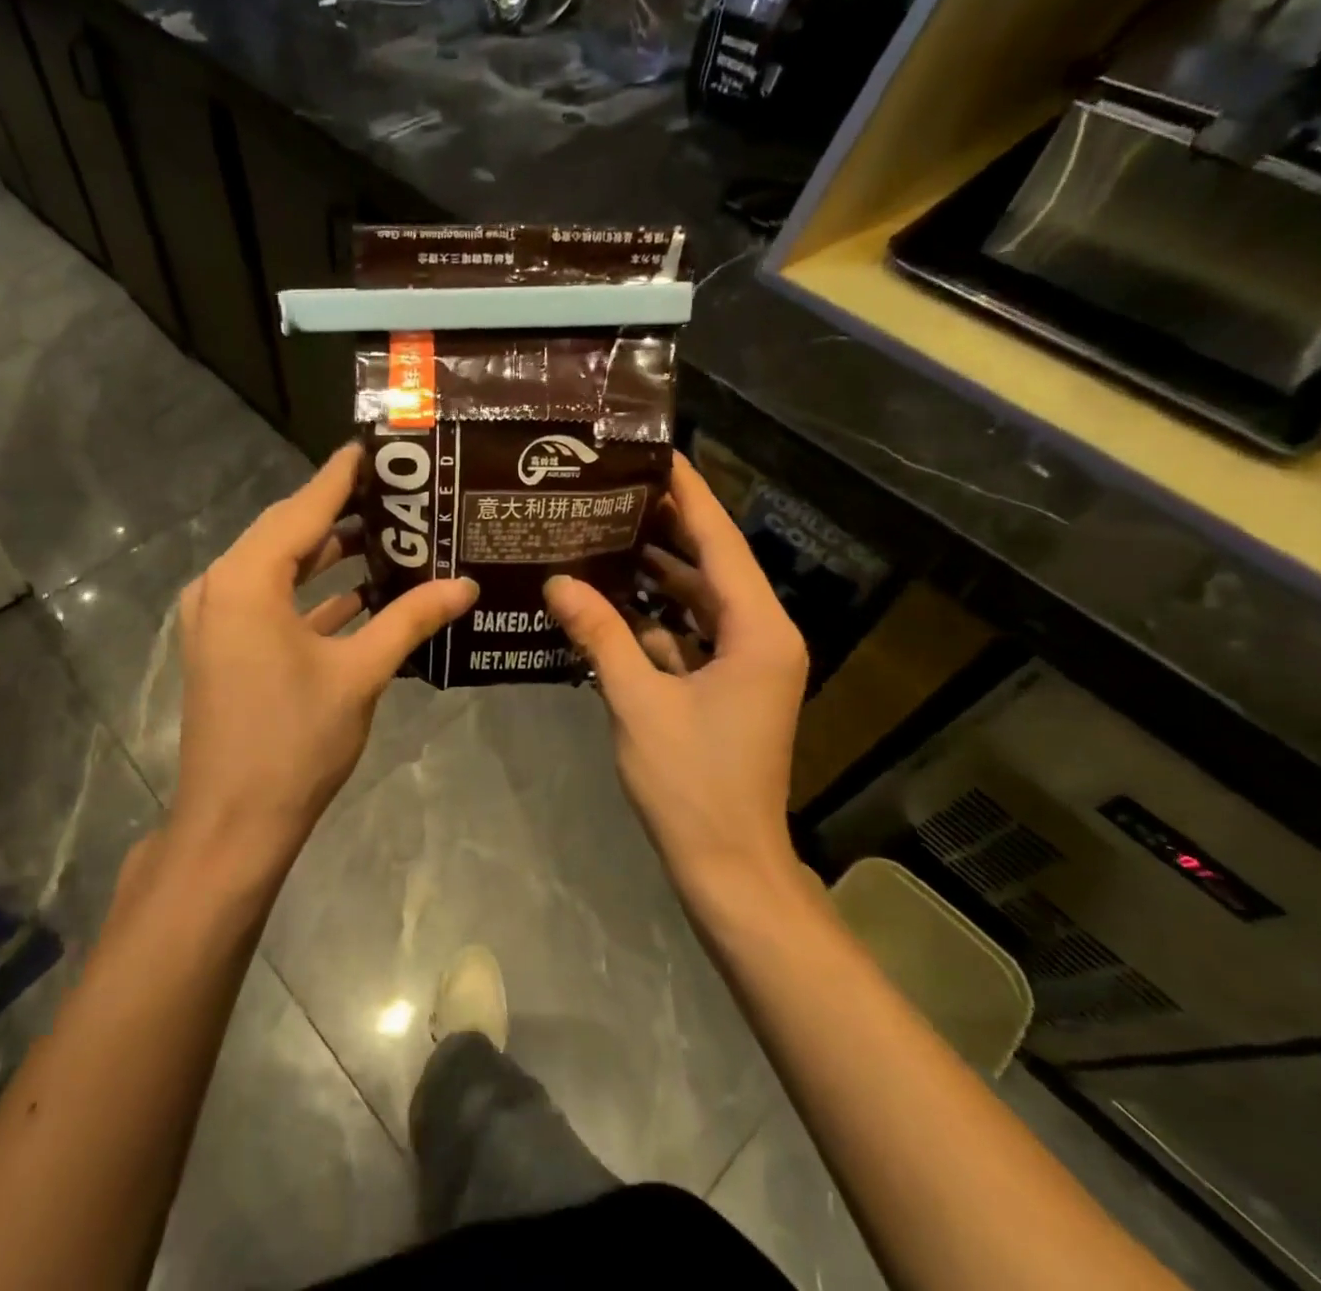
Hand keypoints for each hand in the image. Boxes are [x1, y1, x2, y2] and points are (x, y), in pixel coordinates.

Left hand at [167, 445, 478, 883]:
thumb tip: (466, 584)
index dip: (342, 477)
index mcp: (247, 580)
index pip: (303, 508)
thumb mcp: (361, 673)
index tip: (376, 449)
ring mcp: (218, 619)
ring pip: (279, 568)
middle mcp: (222, 586)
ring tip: (389, 537)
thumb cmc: (295, 741)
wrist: (233, 823)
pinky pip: (272, 601)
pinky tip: (361, 594)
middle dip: (340, 513)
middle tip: (397, 494)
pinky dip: (312, 594)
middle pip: (287, 532)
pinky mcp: (224, 647)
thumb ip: (412, 619)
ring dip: (328, 555)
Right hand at [543, 453, 809, 904]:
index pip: (721, 543)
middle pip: (712, 565)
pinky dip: (654, 619)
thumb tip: (558, 582)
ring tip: (604, 534)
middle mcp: (762, 637)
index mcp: (758, 631)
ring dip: (656, 574)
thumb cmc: (692, 782)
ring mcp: (747, 664)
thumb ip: (600, 635)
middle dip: (667, 528)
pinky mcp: (727, 687)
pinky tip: (609, 601)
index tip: (658, 454)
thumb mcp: (638, 701)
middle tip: (614, 490)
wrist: (728, 865)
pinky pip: (690, 635)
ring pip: (699, 601)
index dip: (690, 495)